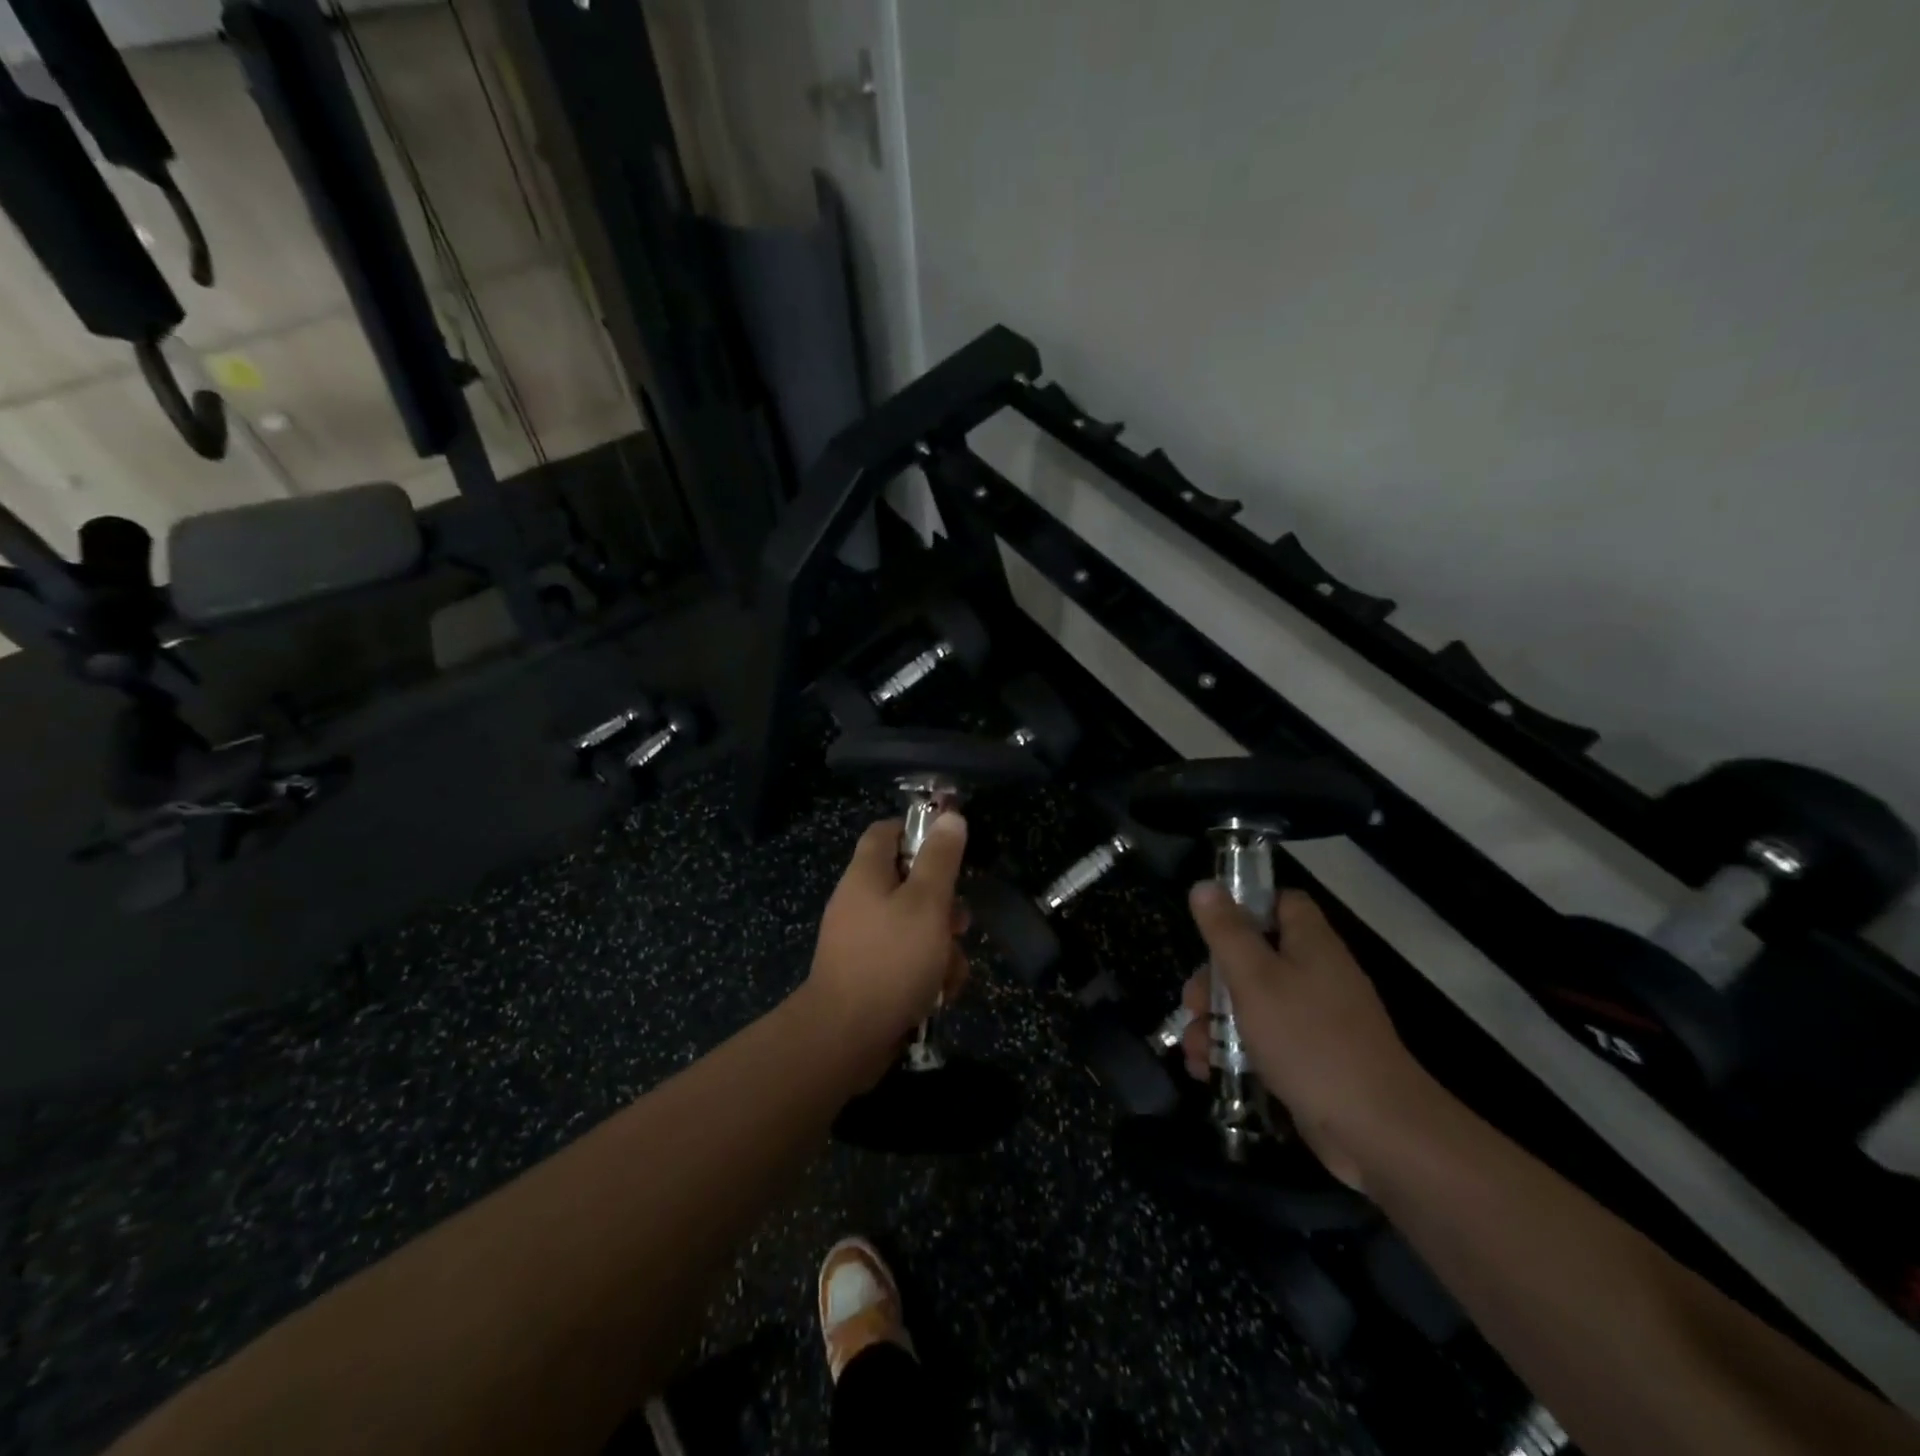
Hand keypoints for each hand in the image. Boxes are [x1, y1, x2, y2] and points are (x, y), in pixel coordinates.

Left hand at [803, 815, 971, 1087]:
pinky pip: (906, 960)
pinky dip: (927, 972)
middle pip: (909, 883)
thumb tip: (950, 816)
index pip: (886, 832)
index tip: (951, 848)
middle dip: (943, 904)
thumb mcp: (926, 903)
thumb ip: (940, 859)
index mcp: (866, 875)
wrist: (846, 1037)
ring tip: (952, 970)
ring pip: (915, 927)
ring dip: (942, 946)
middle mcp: (860, 902)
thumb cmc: (891, 960)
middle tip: (960, 922)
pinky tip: (940, 994)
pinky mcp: (870, 974)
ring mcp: (863, 940)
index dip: (918, 831)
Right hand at [1180, 885, 1428, 1189]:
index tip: (1210, 929)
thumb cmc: (1308, 1040)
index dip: (1245, 907)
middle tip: (1192, 1005)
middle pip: (1255, 958)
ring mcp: (1315, 1022)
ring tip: (1192, 1049)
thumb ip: (1226, 931)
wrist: (1376, 1131)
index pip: (1281, 904)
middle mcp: (1315, 975)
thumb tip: (1204, 886)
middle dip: (1213, 981)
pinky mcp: (1311, 1062)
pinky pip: (1264, 1043)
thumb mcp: (1255, 978)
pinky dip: (1233, 1053)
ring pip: (1253, 1005)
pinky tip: (1207, 1072)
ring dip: (1214, 1023)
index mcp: (1310, 944)